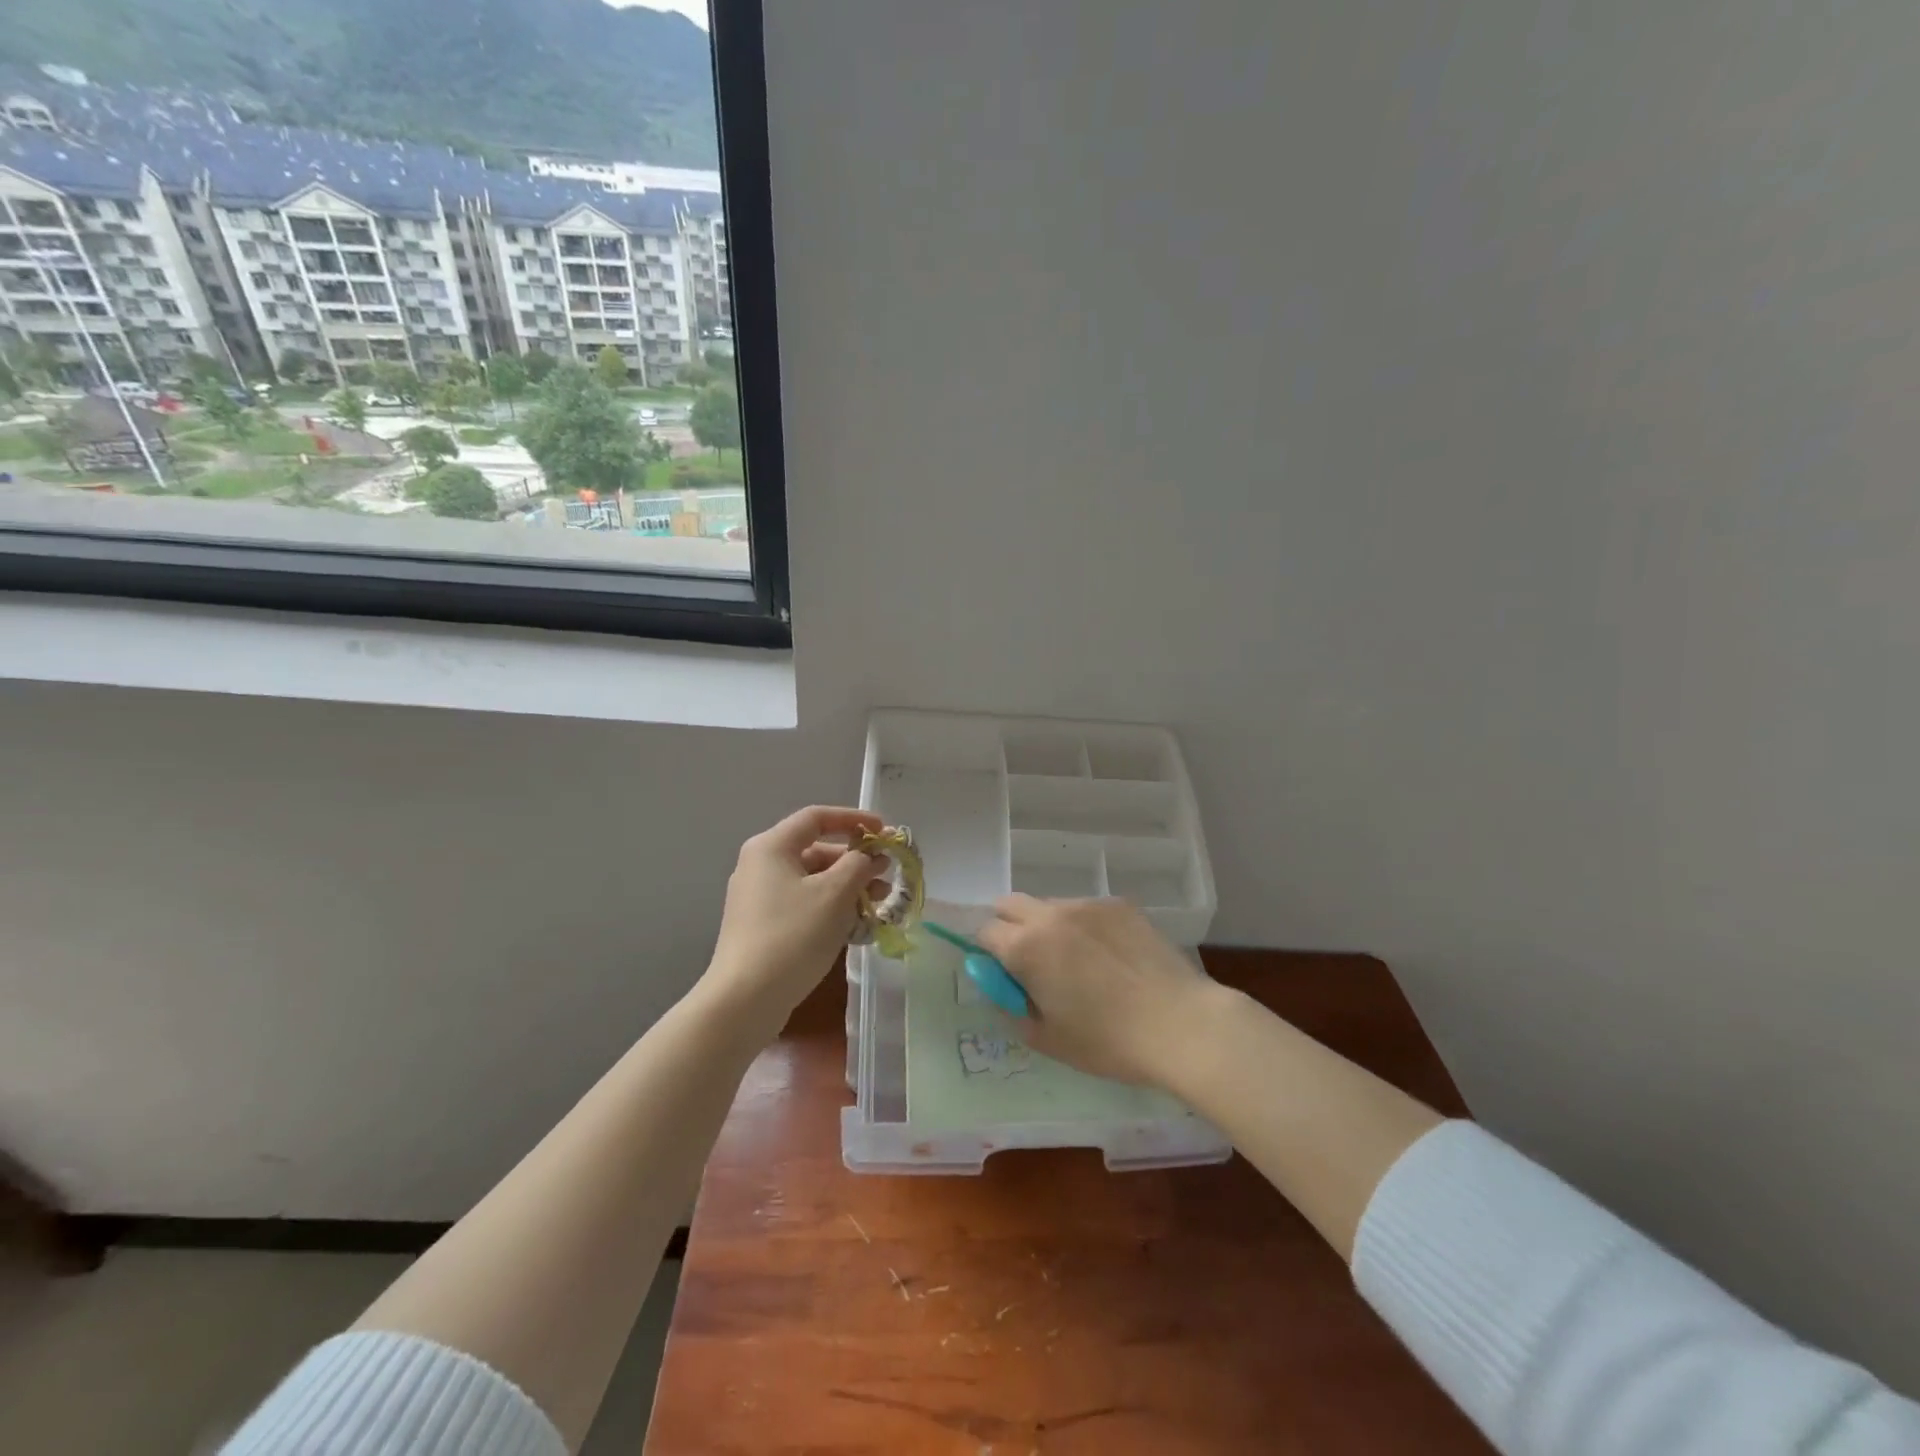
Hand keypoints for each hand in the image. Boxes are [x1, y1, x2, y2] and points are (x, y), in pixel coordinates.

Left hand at [700, 805, 885, 1040]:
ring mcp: (758, 898)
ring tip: (880, 903)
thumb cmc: (793, 935)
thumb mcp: (835, 894)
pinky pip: (803, 904)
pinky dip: (831, 908)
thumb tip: (870, 856)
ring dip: (848, 887)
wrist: (745, 1000)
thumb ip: (859, 865)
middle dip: (856, 861)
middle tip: (887, 876)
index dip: (854, 819)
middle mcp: (760, 865)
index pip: (817, 817)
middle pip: (816, 850)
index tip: (884, 831)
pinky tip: (857, 926)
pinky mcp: (762, 926)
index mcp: (771, 847)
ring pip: (812, 881)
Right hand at [976, 897, 1216, 1087]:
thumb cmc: (1108, 1041)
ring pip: (1051, 905)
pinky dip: (1085, 926)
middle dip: (1009, 926)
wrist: (1180, 1024)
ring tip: (1079, 962)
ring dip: (1049, 926)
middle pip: (1010, 904)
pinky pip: (1087, 909)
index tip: (1004, 974)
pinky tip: (1111, 957)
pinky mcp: (1120, 905)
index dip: (988, 953)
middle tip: (1030, 962)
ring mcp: (1089, 905)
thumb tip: (1004, 987)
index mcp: (1026, 947)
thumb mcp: (1048, 1038)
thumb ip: (1013, 1007)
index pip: (985, 932)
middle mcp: (1051, 915)